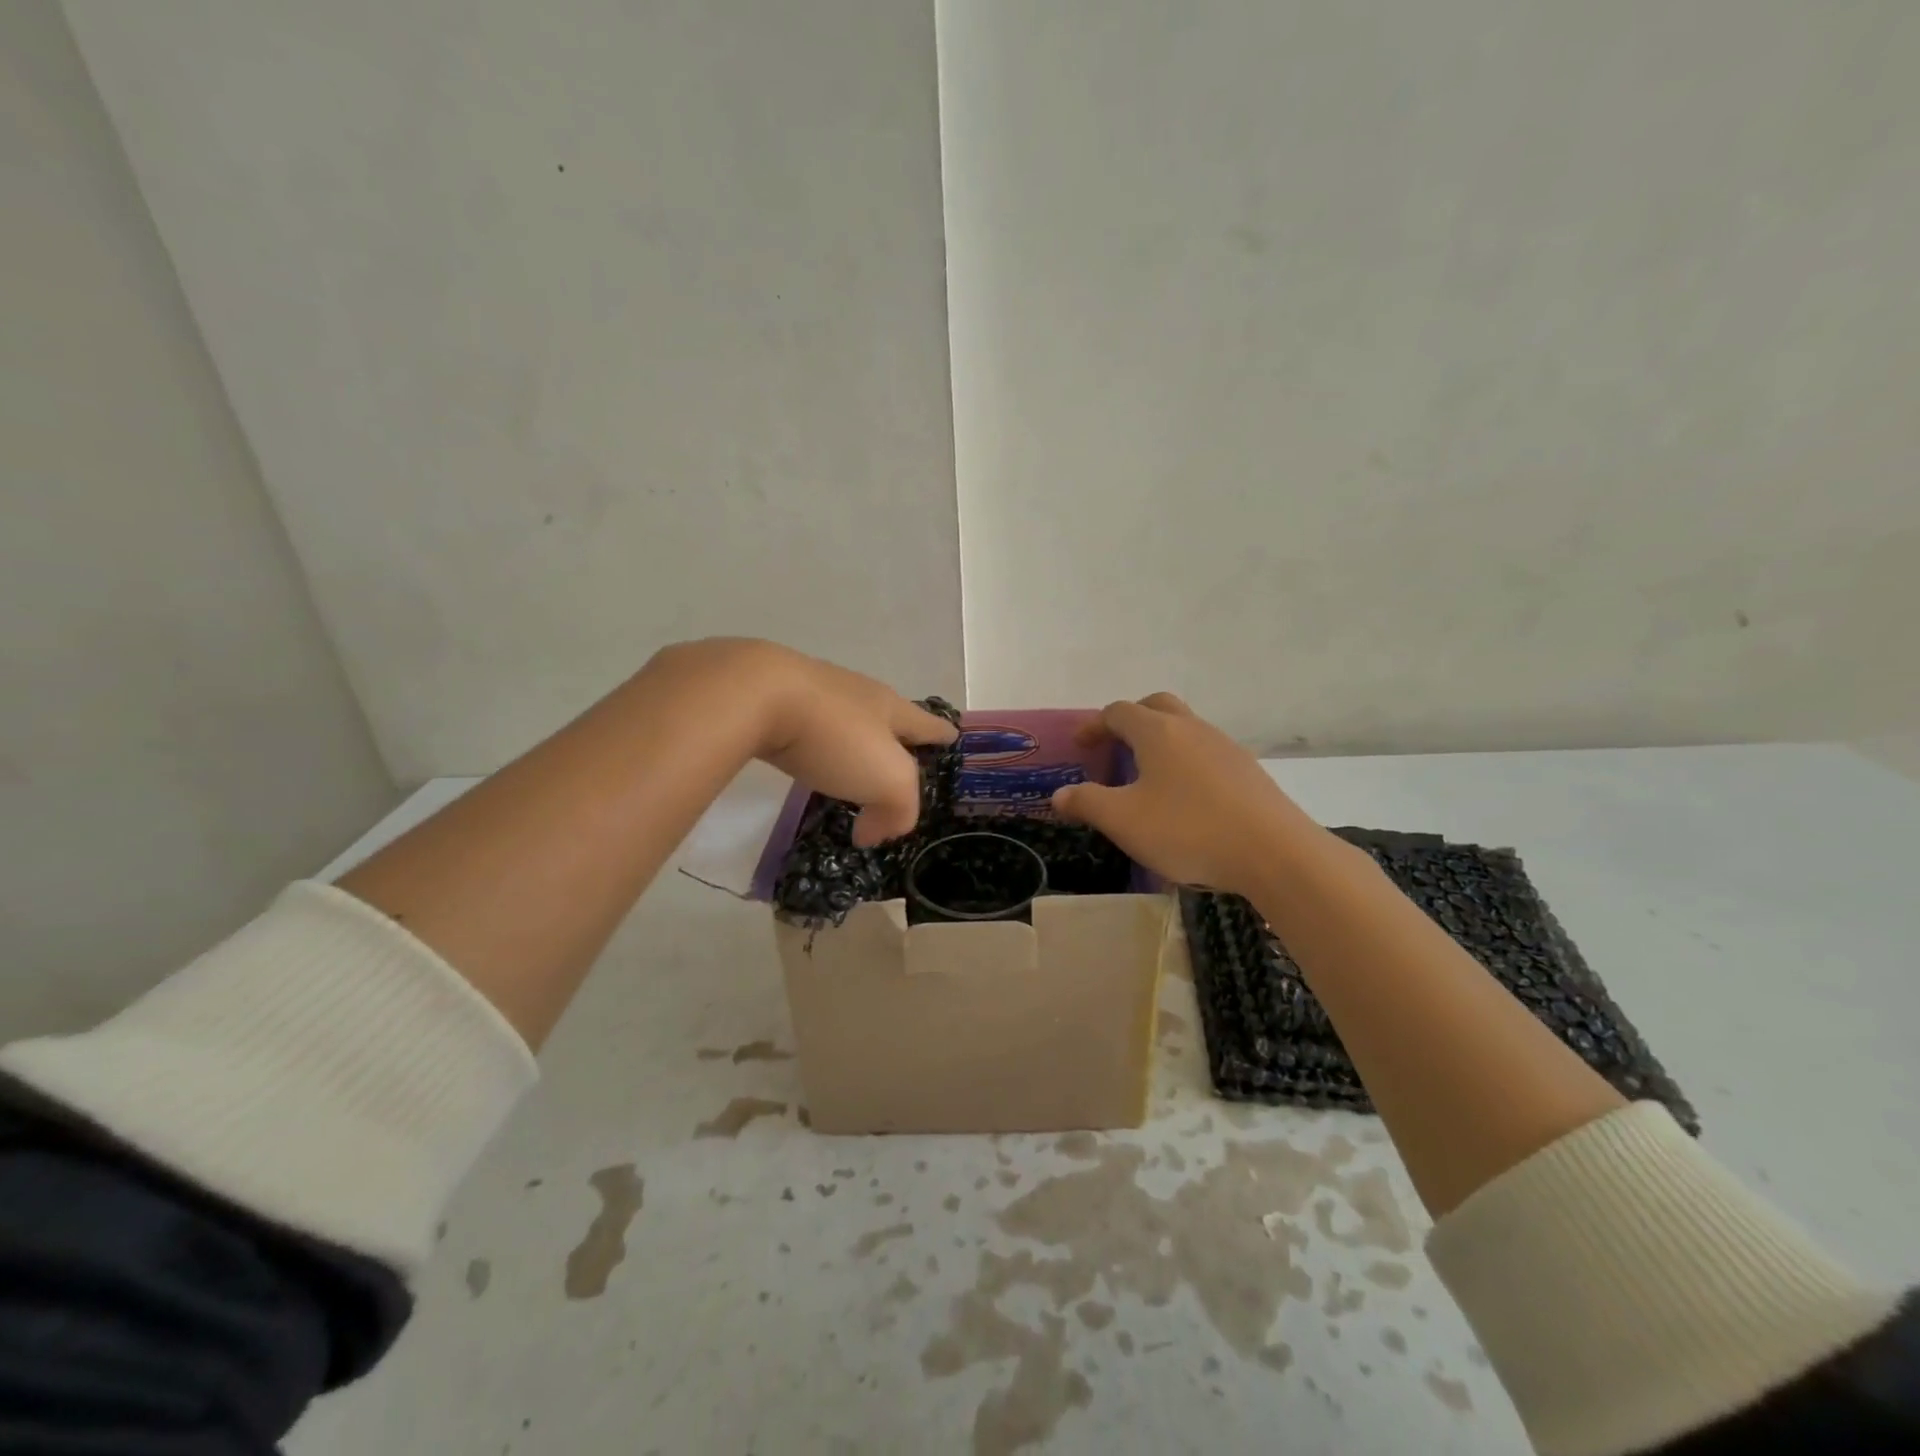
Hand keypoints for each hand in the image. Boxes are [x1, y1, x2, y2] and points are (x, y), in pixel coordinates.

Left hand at [643, 639, 956, 846]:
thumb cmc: (835, 736)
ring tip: (849, 767)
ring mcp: (813, 692)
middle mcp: (856, 694)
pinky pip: (805, 727)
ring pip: (843, 720)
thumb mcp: (888, 781)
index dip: (942, 735)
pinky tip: (802, 759)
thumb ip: (898, 812)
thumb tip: (875, 833)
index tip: (953, 738)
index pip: (928, 724)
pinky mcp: (772, 699)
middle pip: (886, 716)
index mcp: (890, 708)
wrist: (755, 694)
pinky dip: (811, 747)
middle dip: (895, 738)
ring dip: (850, 744)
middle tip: (898, 763)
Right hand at [1050, 693, 1323, 896]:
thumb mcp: (1123, 821)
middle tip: (1115, 746)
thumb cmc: (1188, 830)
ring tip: (1146, 776)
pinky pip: (1206, 753)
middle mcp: (1192, 728)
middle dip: (1130, 720)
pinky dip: (1185, 762)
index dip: (1094, 725)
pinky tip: (1184, 798)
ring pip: (1185, 729)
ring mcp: (1225, 747)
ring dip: (1160, 741)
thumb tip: (1059, 795)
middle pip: (1156, 707)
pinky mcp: (1248, 771)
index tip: (1080, 746)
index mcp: (1158, 732)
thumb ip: (1086, 803)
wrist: (1274, 853)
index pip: (1118, 712)